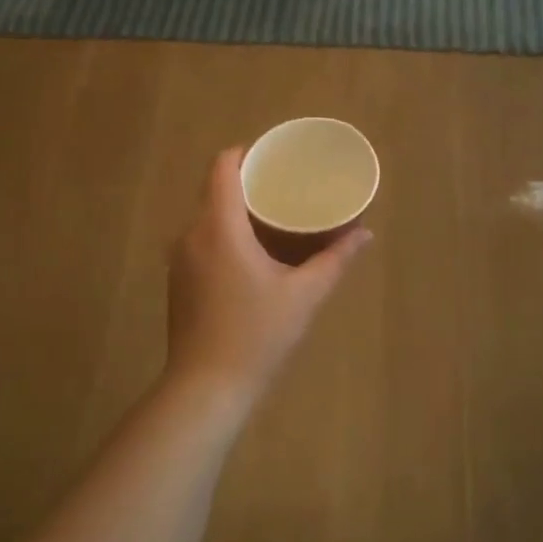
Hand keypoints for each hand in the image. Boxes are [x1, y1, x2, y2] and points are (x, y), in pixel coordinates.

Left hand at [165, 148, 371, 401]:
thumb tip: (363, 233)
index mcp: (219, 227)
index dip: (248, 153)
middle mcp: (191, 234)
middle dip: (250, 183)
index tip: (276, 158)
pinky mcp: (178, 280)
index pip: (224, 166)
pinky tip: (252, 254)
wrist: (205, 388)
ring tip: (274, 218)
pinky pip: (202, 240)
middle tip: (286, 187)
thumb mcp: (304, 295)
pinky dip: (226, 234)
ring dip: (238, 211)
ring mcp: (180, 258)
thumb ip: (335, 259)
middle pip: (216, 189)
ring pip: (208, 217)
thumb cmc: (257, 336)